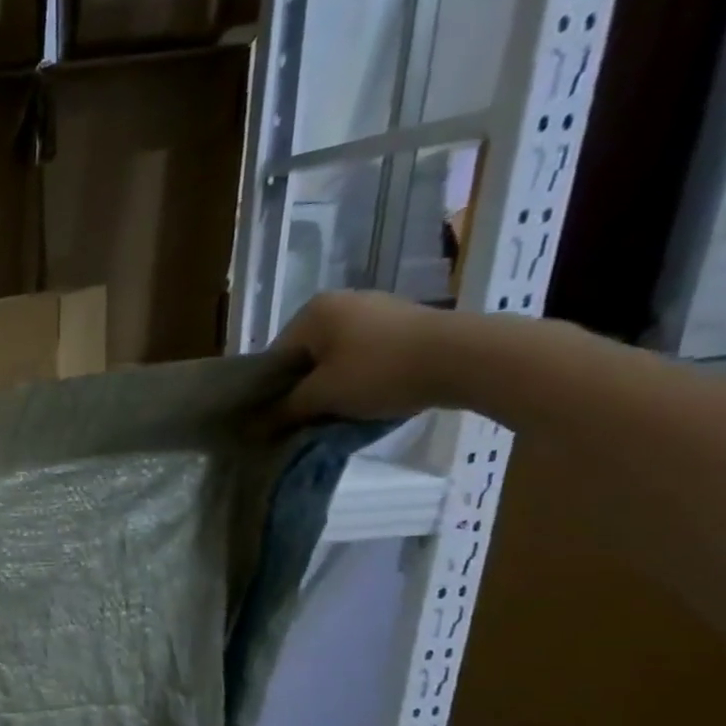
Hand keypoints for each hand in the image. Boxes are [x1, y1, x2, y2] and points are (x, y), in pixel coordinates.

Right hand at [275, 290, 469, 425]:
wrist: (467, 357)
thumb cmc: (379, 372)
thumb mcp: (322, 396)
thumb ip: (285, 409)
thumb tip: (258, 423)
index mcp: (312, 312)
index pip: (275, 357)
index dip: (272, 392)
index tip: (278, 420)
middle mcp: (341, 302)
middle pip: (307, 356)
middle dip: (305, 388)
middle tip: (308, 419)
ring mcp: (377, 309)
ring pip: (337, 356)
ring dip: (334, 385)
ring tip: (340, 412)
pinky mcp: (406, 323)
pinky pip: (367, 354)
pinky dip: (362, 376)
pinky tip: (371, 397)